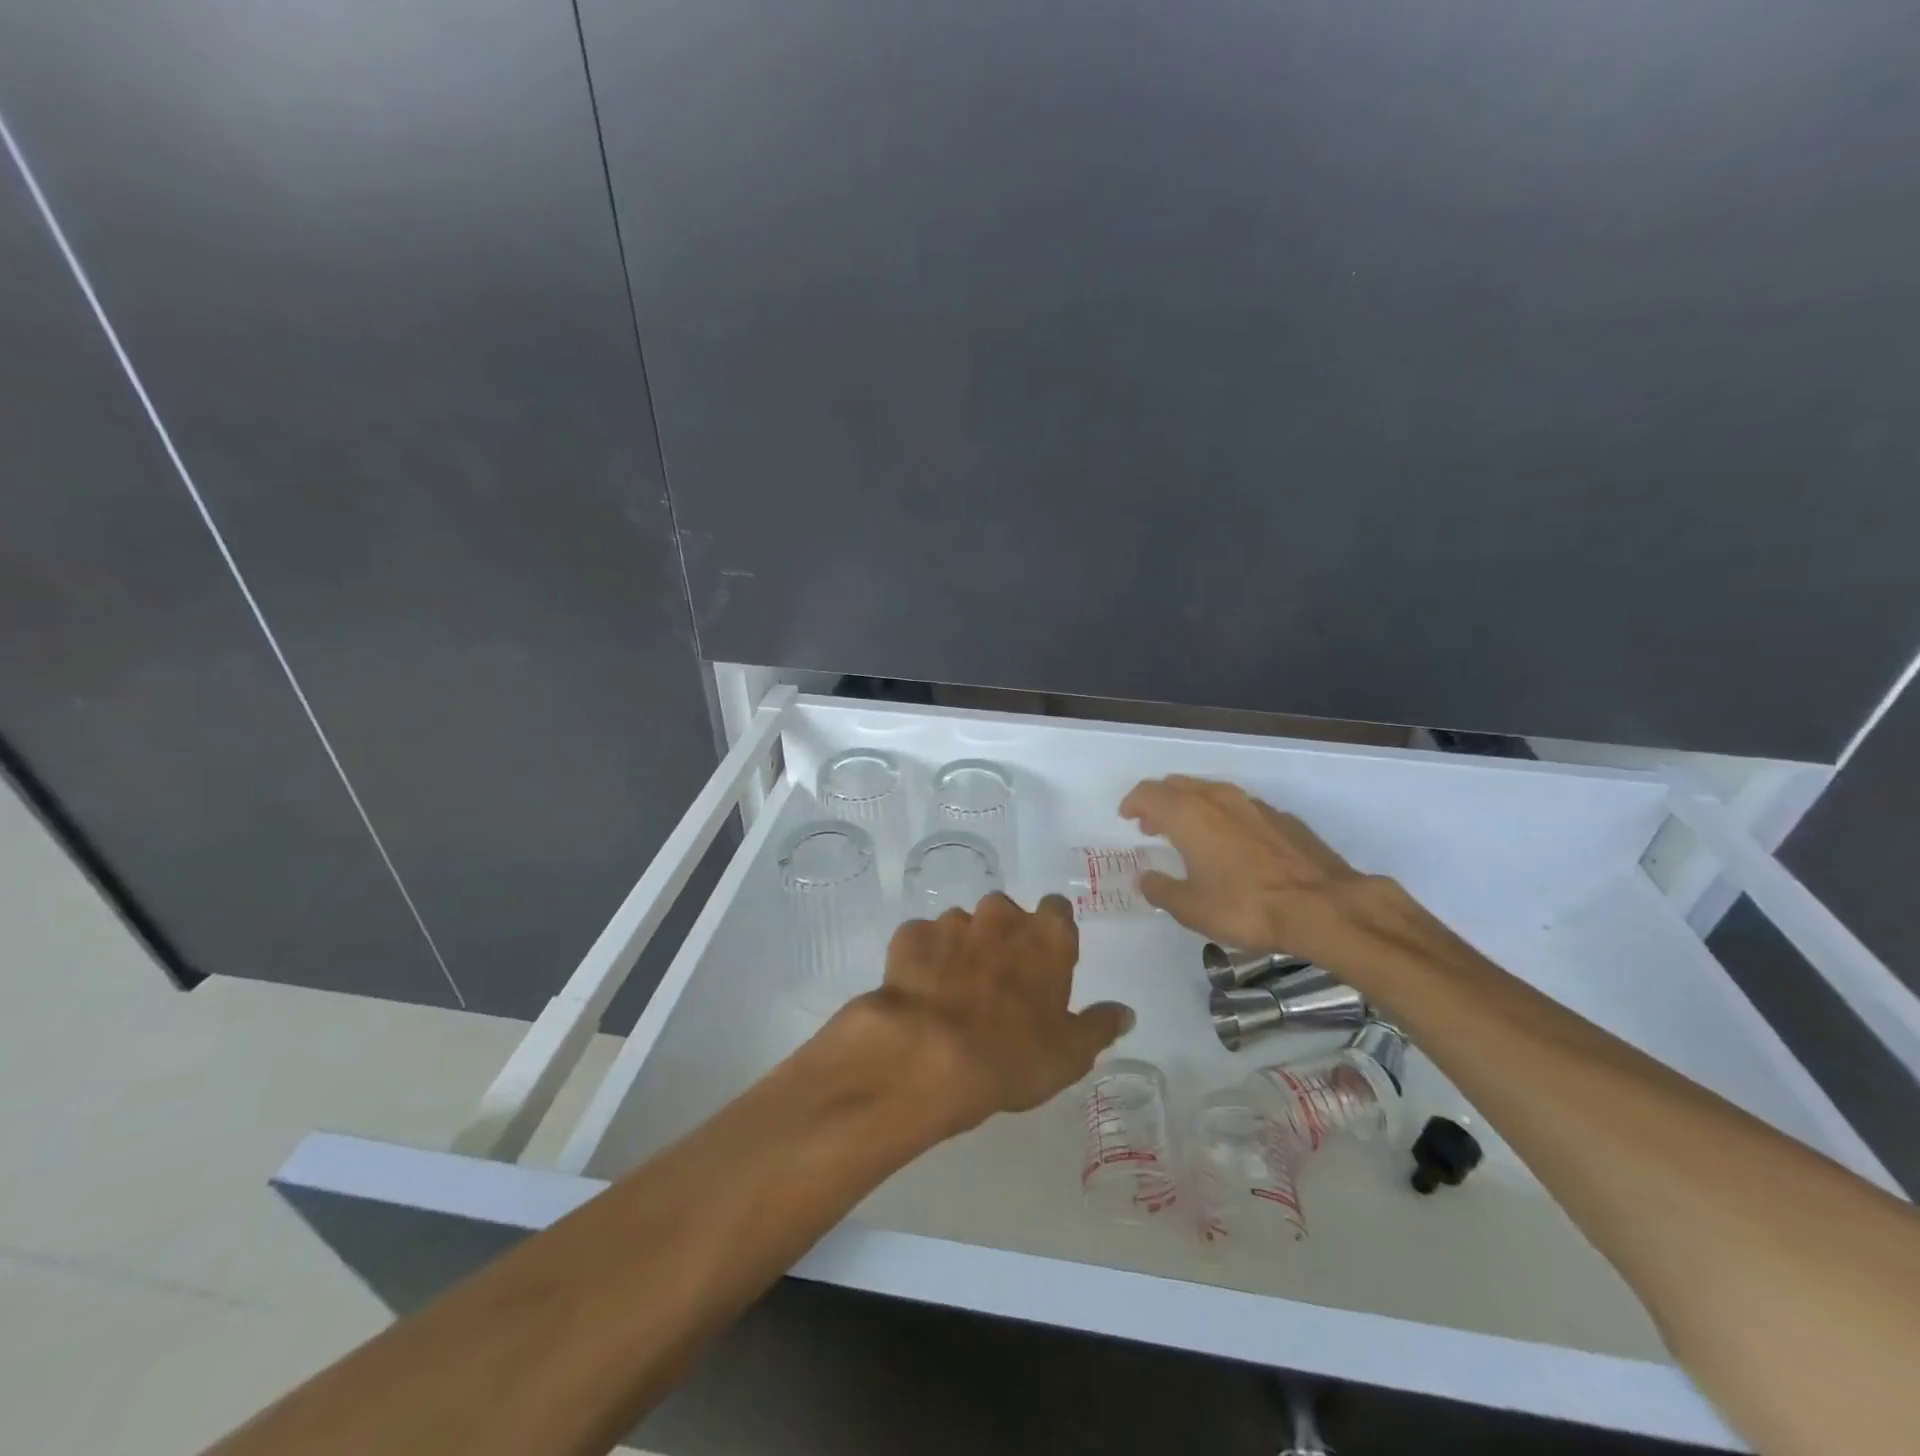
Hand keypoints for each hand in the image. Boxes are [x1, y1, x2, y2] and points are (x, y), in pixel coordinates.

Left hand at [843, 893, 1132, 1135]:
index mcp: (1046, 936)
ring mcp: (952, 922)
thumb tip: (1125, 1012)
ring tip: (953, 992)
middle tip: (997, 982)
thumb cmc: (1011, 1057)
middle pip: (1006, 914)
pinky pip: (922, 940)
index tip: (1045, 963)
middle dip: (1002, 938)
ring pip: (962, 926)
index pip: (1058, 910)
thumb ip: (1099, 1026)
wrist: (927, 1056)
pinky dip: (923, 958)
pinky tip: (920, 991)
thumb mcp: (1070, 1055)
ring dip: (962, 949)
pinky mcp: (910, 935)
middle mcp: (1000, 916)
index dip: (1051, 935)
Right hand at [1120, 774, 1411, 973]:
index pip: (1149, 792)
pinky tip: (1231, 844)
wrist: (1322, 906)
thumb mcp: (1191, 908)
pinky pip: (1239, 806)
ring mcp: (1253, 804)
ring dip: (1192, 806)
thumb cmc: (1245, 906)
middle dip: (1160, 802)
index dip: (1134, 802)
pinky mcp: (1281, 817)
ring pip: (1211, 791)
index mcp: (1188, 815)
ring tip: (1189, 833)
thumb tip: (1145, 878)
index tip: (1127, 817)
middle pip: (1178, 785)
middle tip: (1152, 826)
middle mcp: (1217, 799)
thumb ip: (1161, 890)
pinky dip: (1223, 817)